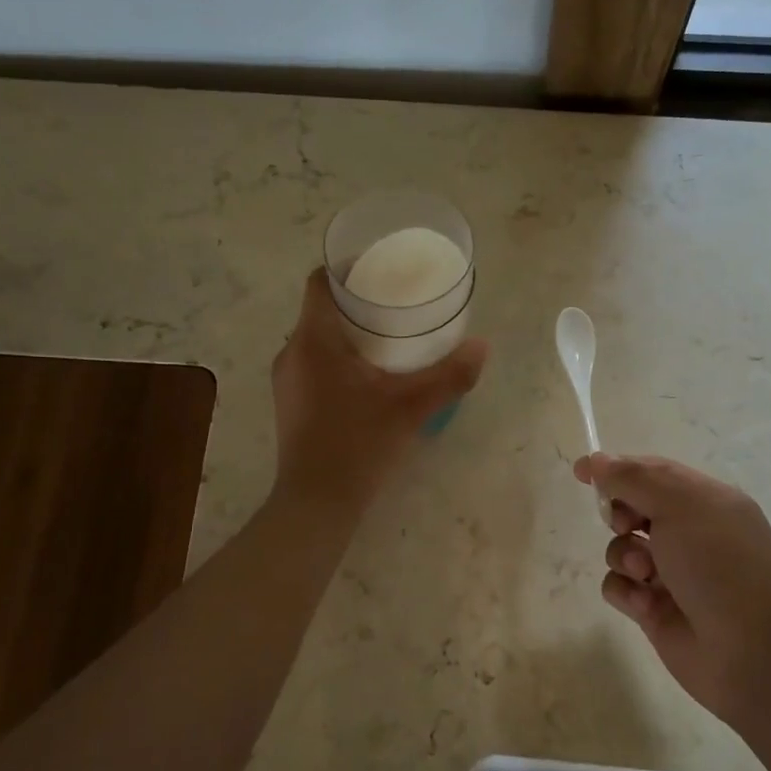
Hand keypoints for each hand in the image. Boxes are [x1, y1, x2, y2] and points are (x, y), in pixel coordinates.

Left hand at [271, 269, 487, 513]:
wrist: (317, 503)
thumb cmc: (358, 445)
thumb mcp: (411, 407)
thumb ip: (449, 375)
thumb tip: (482, 346)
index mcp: (313, 340)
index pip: (320, 281)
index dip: (348, 267)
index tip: (381, 267)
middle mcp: (292, 353)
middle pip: (321, 308)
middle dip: (358, 301)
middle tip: (398, 303)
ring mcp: (287, 381)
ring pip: (317, 338)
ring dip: (349, 332)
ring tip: (389, 337)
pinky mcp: (291, 403)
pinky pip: (314, 363)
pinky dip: (339, 357)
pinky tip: (369, 376)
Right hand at [574, 452, 770, 725]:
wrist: (750, 652)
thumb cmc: (720, 566)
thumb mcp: (680, 506)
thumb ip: (633, 478)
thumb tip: (597, 460)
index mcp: (707, 501)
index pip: (654, 472)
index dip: (617, 468)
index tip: (581, 472)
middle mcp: (690, 533)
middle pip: (633, 508)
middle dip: (620, 514)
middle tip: (626, 524)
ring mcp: (672, 572)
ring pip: (621, 548)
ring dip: (623, 555)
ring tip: (644, 574)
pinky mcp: (654, 608)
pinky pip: (619, 586)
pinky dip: (627, 591)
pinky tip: (647, 605)